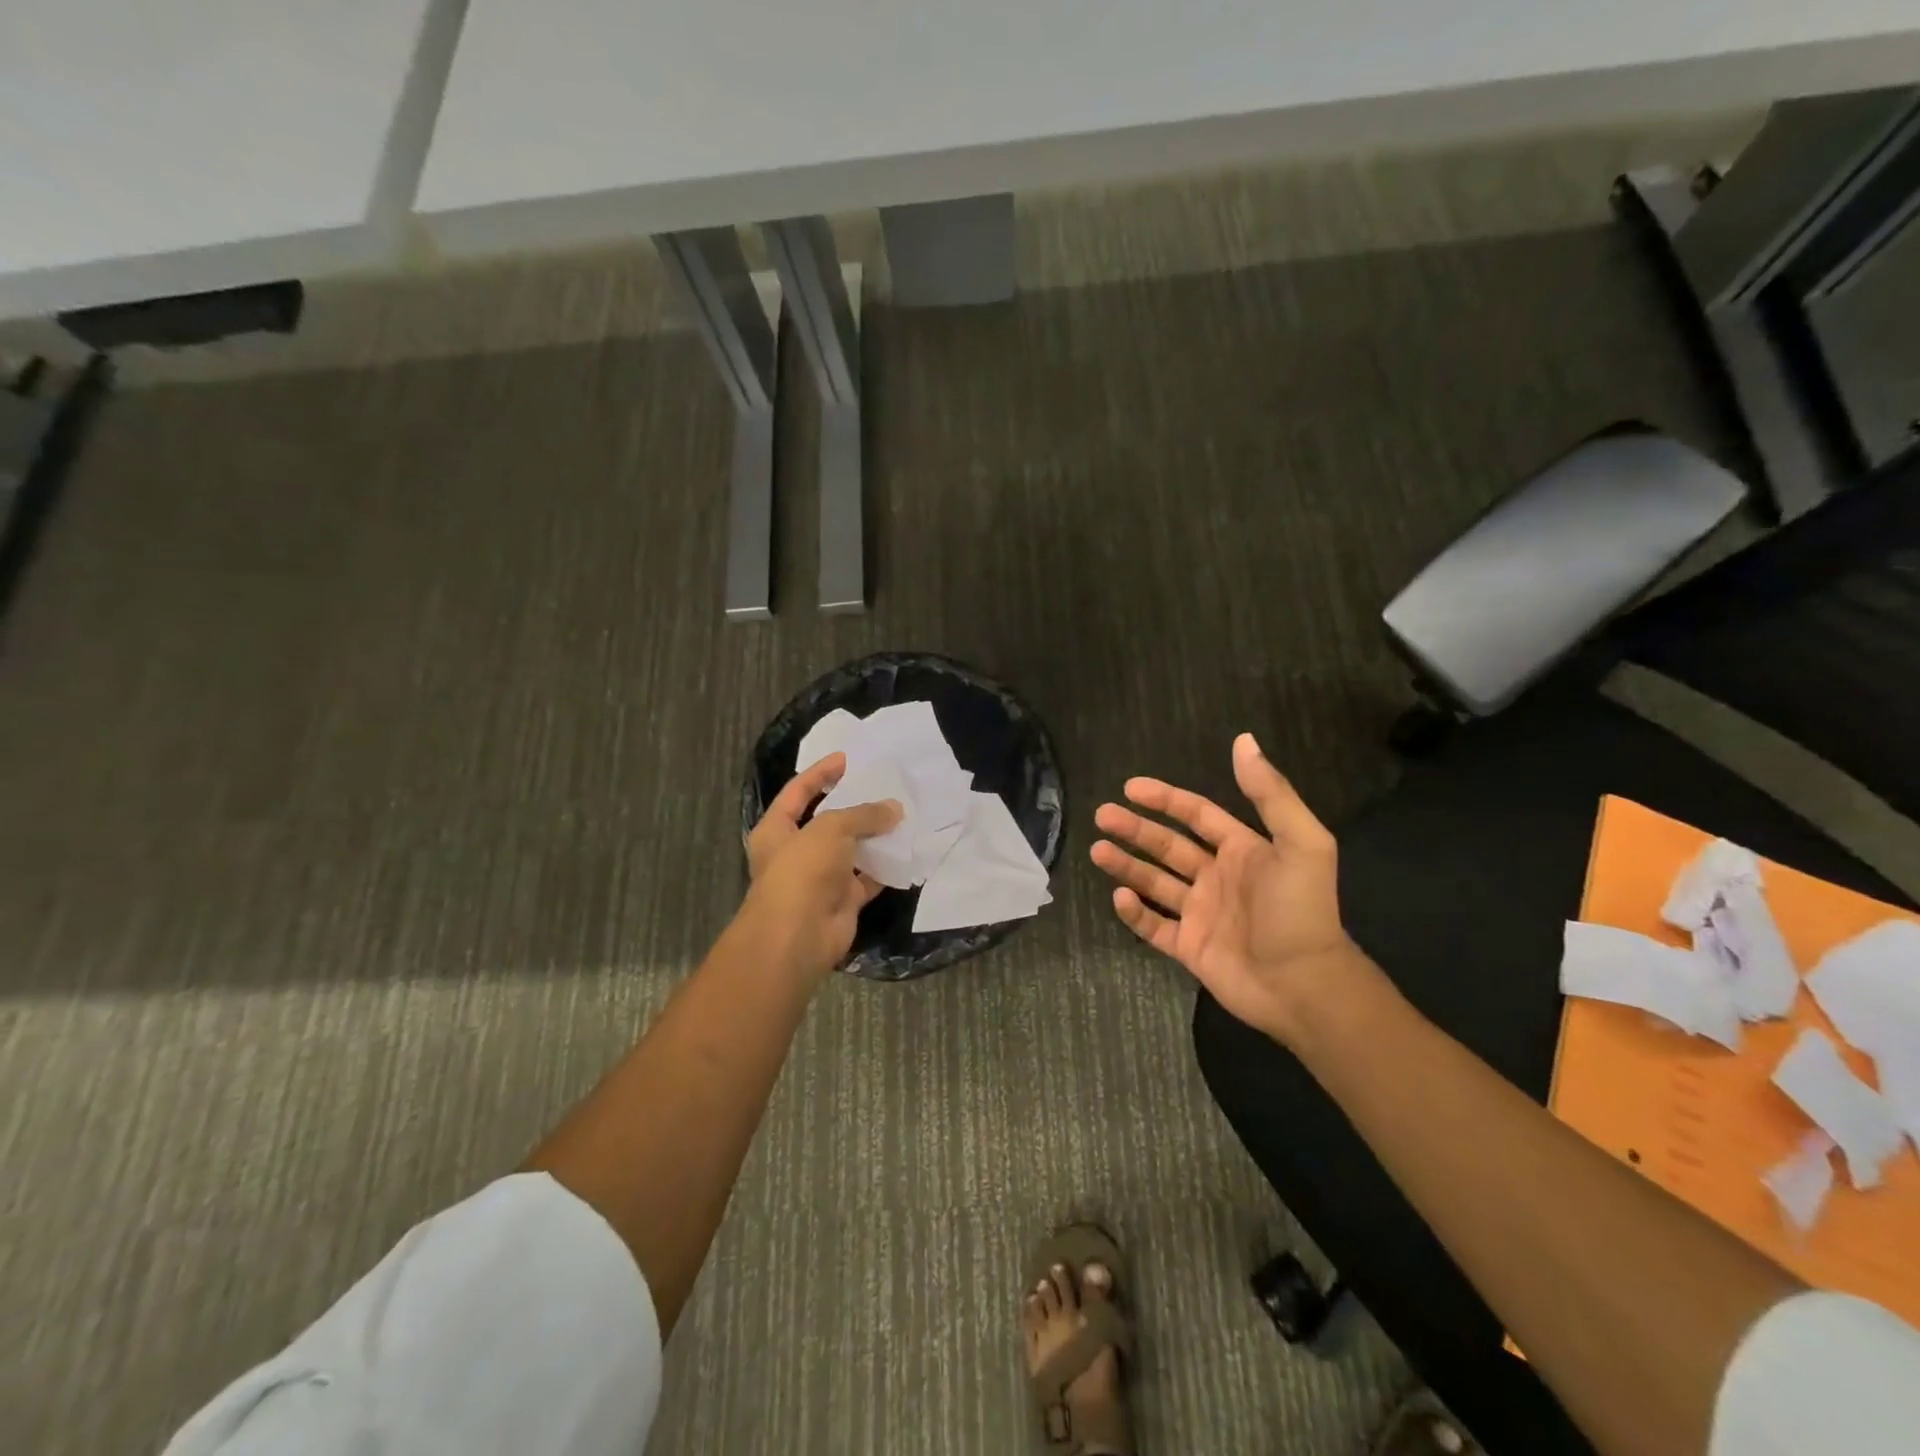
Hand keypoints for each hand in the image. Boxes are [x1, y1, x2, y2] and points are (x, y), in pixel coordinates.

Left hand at [739, 752, 902, 981]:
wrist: (798, 937)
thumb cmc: (802, 871)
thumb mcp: (831, 829)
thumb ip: (863, 814)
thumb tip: (894, 809)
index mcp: (777, 829)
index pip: (799, 791)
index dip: (822, 773)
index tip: (849, 758)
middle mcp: (796, 852)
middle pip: (829, 821)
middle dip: (855, 805)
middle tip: (884, 786)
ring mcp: (820, 878)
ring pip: (852, 850)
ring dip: (874, 836)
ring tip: (903, 813)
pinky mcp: (843, 900)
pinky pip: (868, 878)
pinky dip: (886, 867)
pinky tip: (908, 849)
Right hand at [1090, 734, 1370, 1045]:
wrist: (1304, 985)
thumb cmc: (1301, 910)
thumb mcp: (1301, 843)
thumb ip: (1270, 793)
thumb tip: (1243, 740)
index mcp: (1243, 850)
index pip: (1197, 815)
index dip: (1165, 799)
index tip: (1130, 787)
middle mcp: (1217, 877)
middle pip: (1167, 846)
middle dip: (1135, 829)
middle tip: (1102, 815)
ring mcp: (1201, 914)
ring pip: (1154, 882)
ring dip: (1126, 865)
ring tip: (1097, 850)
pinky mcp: (1189, 948)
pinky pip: (1153, 926)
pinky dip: (1134, 912)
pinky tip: (1119, 896)